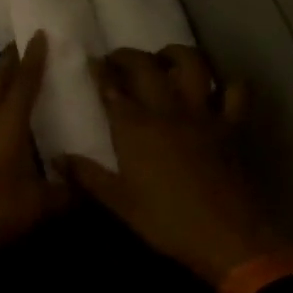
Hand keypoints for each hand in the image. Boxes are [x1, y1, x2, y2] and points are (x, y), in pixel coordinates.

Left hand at [0, 31, 71, 255]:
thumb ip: (68, 191)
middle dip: (12, 59)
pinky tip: (8, 106)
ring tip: (20, 67)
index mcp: (7, 127)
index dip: (33, 59)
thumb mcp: (40, 205)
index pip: (23, 84)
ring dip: (2, 77)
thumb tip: (91, 183)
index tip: (39, 35)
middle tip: (26, 42)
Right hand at [58, 46, 290, 289]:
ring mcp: (203, 114)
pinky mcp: (233, 126)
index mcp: (135, 127)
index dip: (99, 71)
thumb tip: (56, 158)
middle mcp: (167, 109)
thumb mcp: (119, 203)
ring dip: (175, 54)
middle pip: (145, 66)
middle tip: (117, 60)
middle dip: (127, 56)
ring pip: (192, 64)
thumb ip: (87, 176)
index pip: (111, 87)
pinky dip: (226, 84)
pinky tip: (215, 89)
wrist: (229, 237)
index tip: (91, 63)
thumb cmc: (167, 221)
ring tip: (163, 61)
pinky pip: (236, 92)